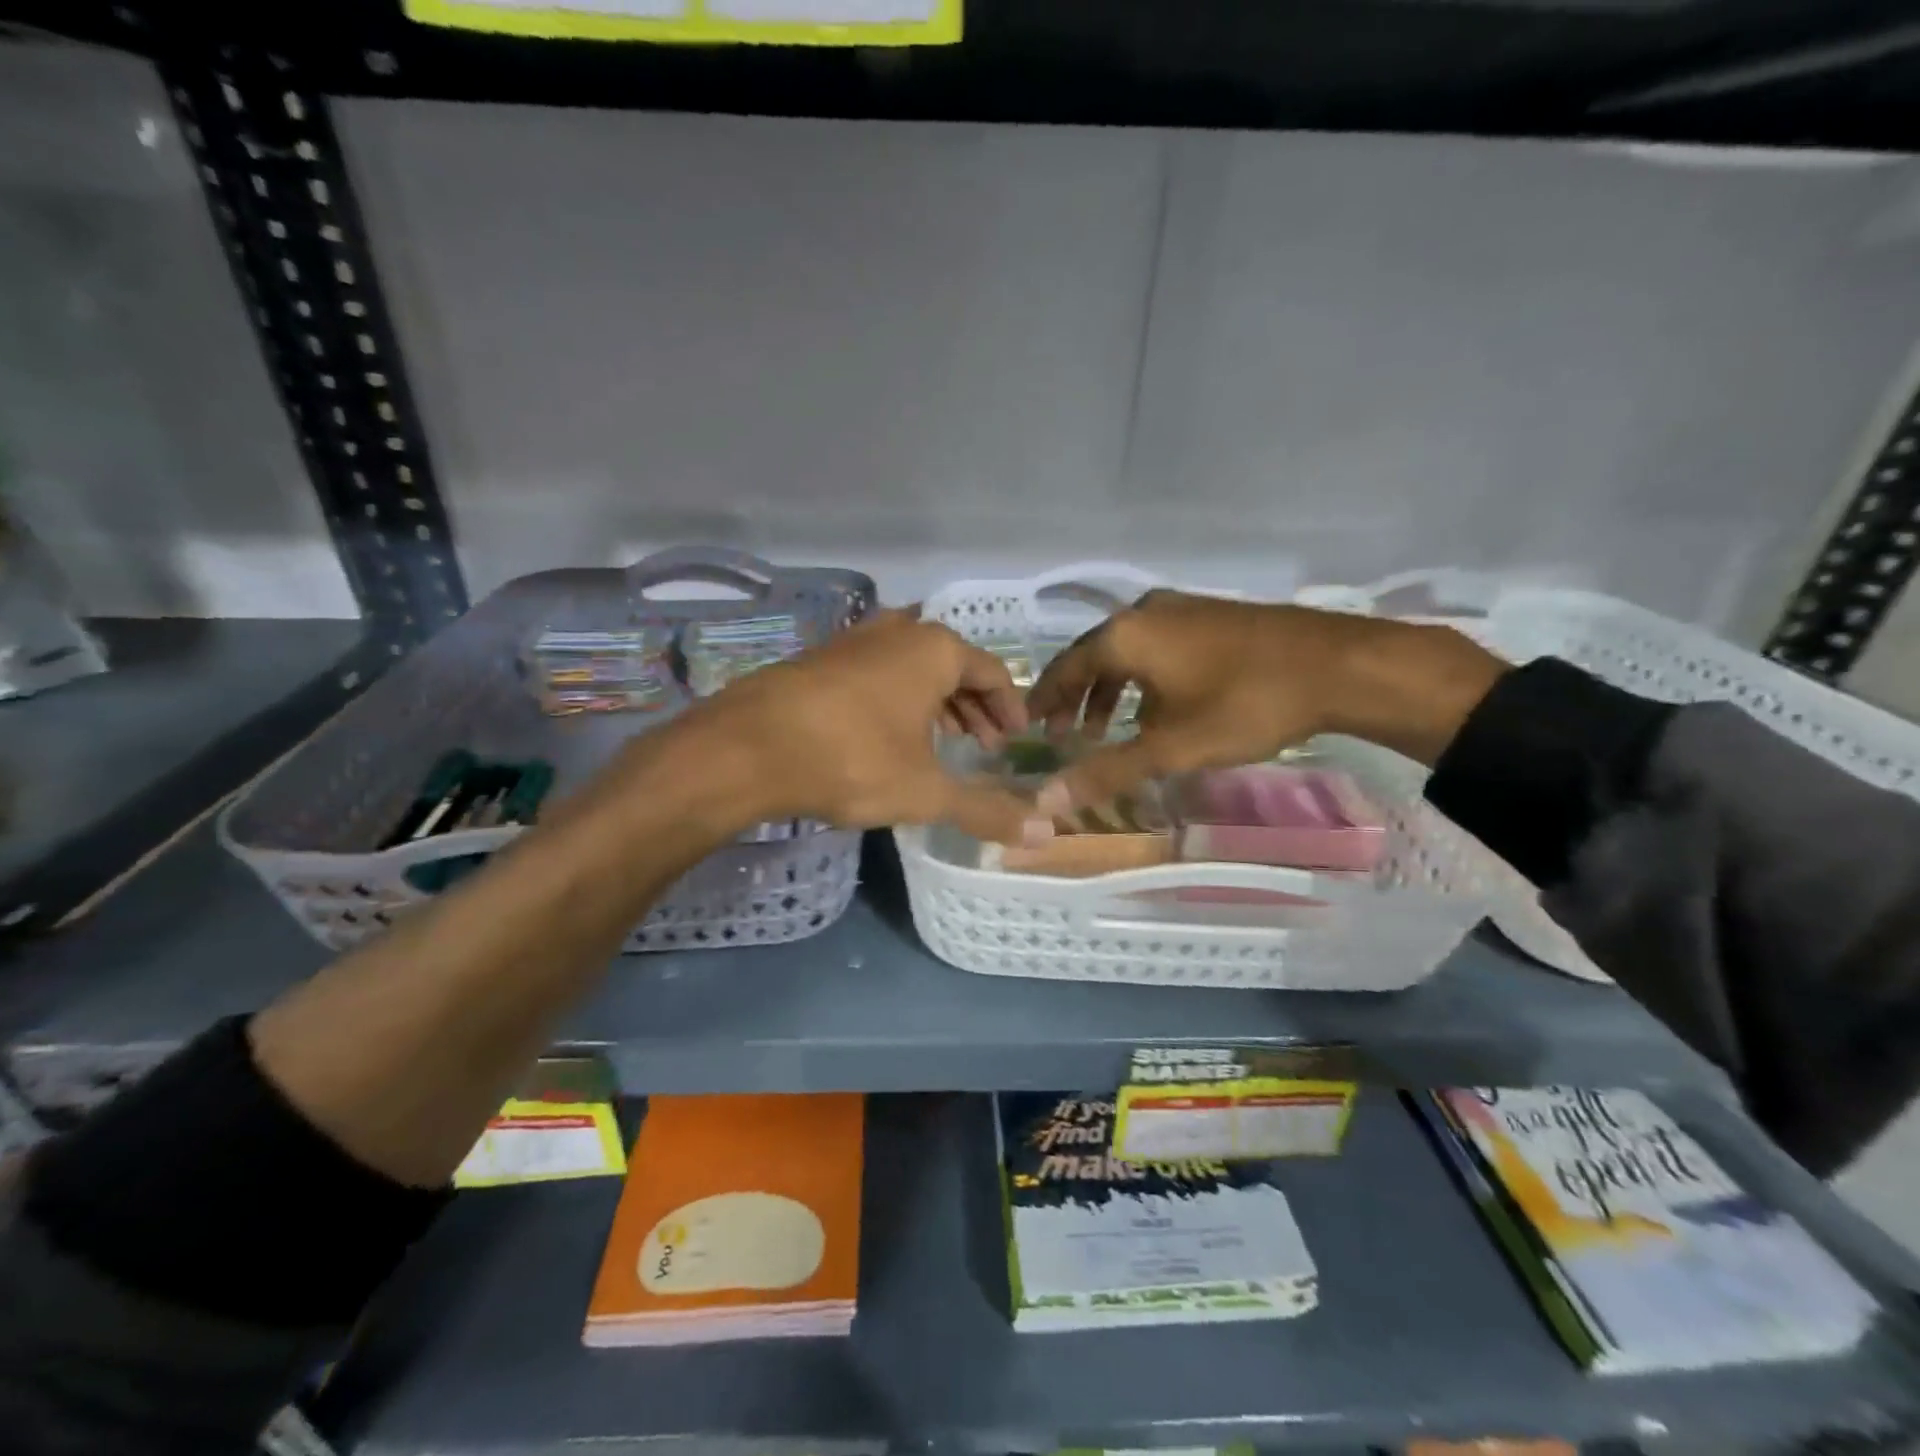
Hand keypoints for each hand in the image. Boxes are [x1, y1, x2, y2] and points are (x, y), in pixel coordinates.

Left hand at [683, 610, 1046, 844]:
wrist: (746, 748)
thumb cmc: (852, 759)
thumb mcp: (926, 791)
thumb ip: (986, 810)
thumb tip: (1044, 836)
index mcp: (934, 649)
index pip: (992, 672)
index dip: (1010, 708)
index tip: (1015, 742)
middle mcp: (897, 631)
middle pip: (953, 665)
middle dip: (974, 707)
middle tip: (984, 746)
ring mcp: (853, 640)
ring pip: (911, 667)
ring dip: (936, 703)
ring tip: (943, 743)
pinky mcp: (820, 659)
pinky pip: (877, 673)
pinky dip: (897, 699)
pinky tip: (889, 736)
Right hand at [1026, 590, 1506, 814]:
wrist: (1338, 665)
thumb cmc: (1245, 704)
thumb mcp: (1172, 746)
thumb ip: (1108, 771)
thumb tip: (1048, 800)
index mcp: (1125, 635)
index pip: (1065, 668)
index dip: (1044, 699)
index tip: (1029, 725)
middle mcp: (1145, 613)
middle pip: (1093, 656)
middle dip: (1075, 697)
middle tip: (1064, 735)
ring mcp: (1181, 609)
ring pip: (1127, 652)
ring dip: (1109, 690)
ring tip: (1105, 730)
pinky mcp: (1210, 616)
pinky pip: (1156, 647)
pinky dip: (1141, 679)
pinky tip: (1156, 709)